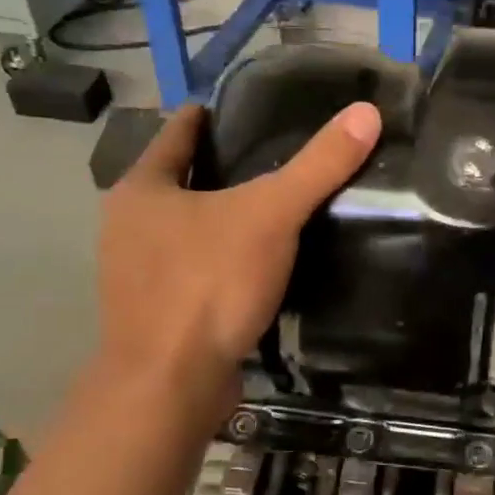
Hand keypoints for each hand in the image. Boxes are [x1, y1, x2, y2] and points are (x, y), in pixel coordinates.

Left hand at [93, 101, 382, 409]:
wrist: (171, 385)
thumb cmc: (208, 284)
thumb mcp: (271, 215)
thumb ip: (318, 166)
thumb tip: (366, 113)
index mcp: (141, 191)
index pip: (175, 136)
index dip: (205, 118)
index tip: (238, 108)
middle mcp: (128, 228)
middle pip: (178, 184)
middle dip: (217, 170)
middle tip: (271, 155)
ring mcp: (137, 277)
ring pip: (186, 232)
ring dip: (220, 220)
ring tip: (272, 209)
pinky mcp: (158, 316)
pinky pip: (196, 273)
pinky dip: (223, 263)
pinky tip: (258, 266)